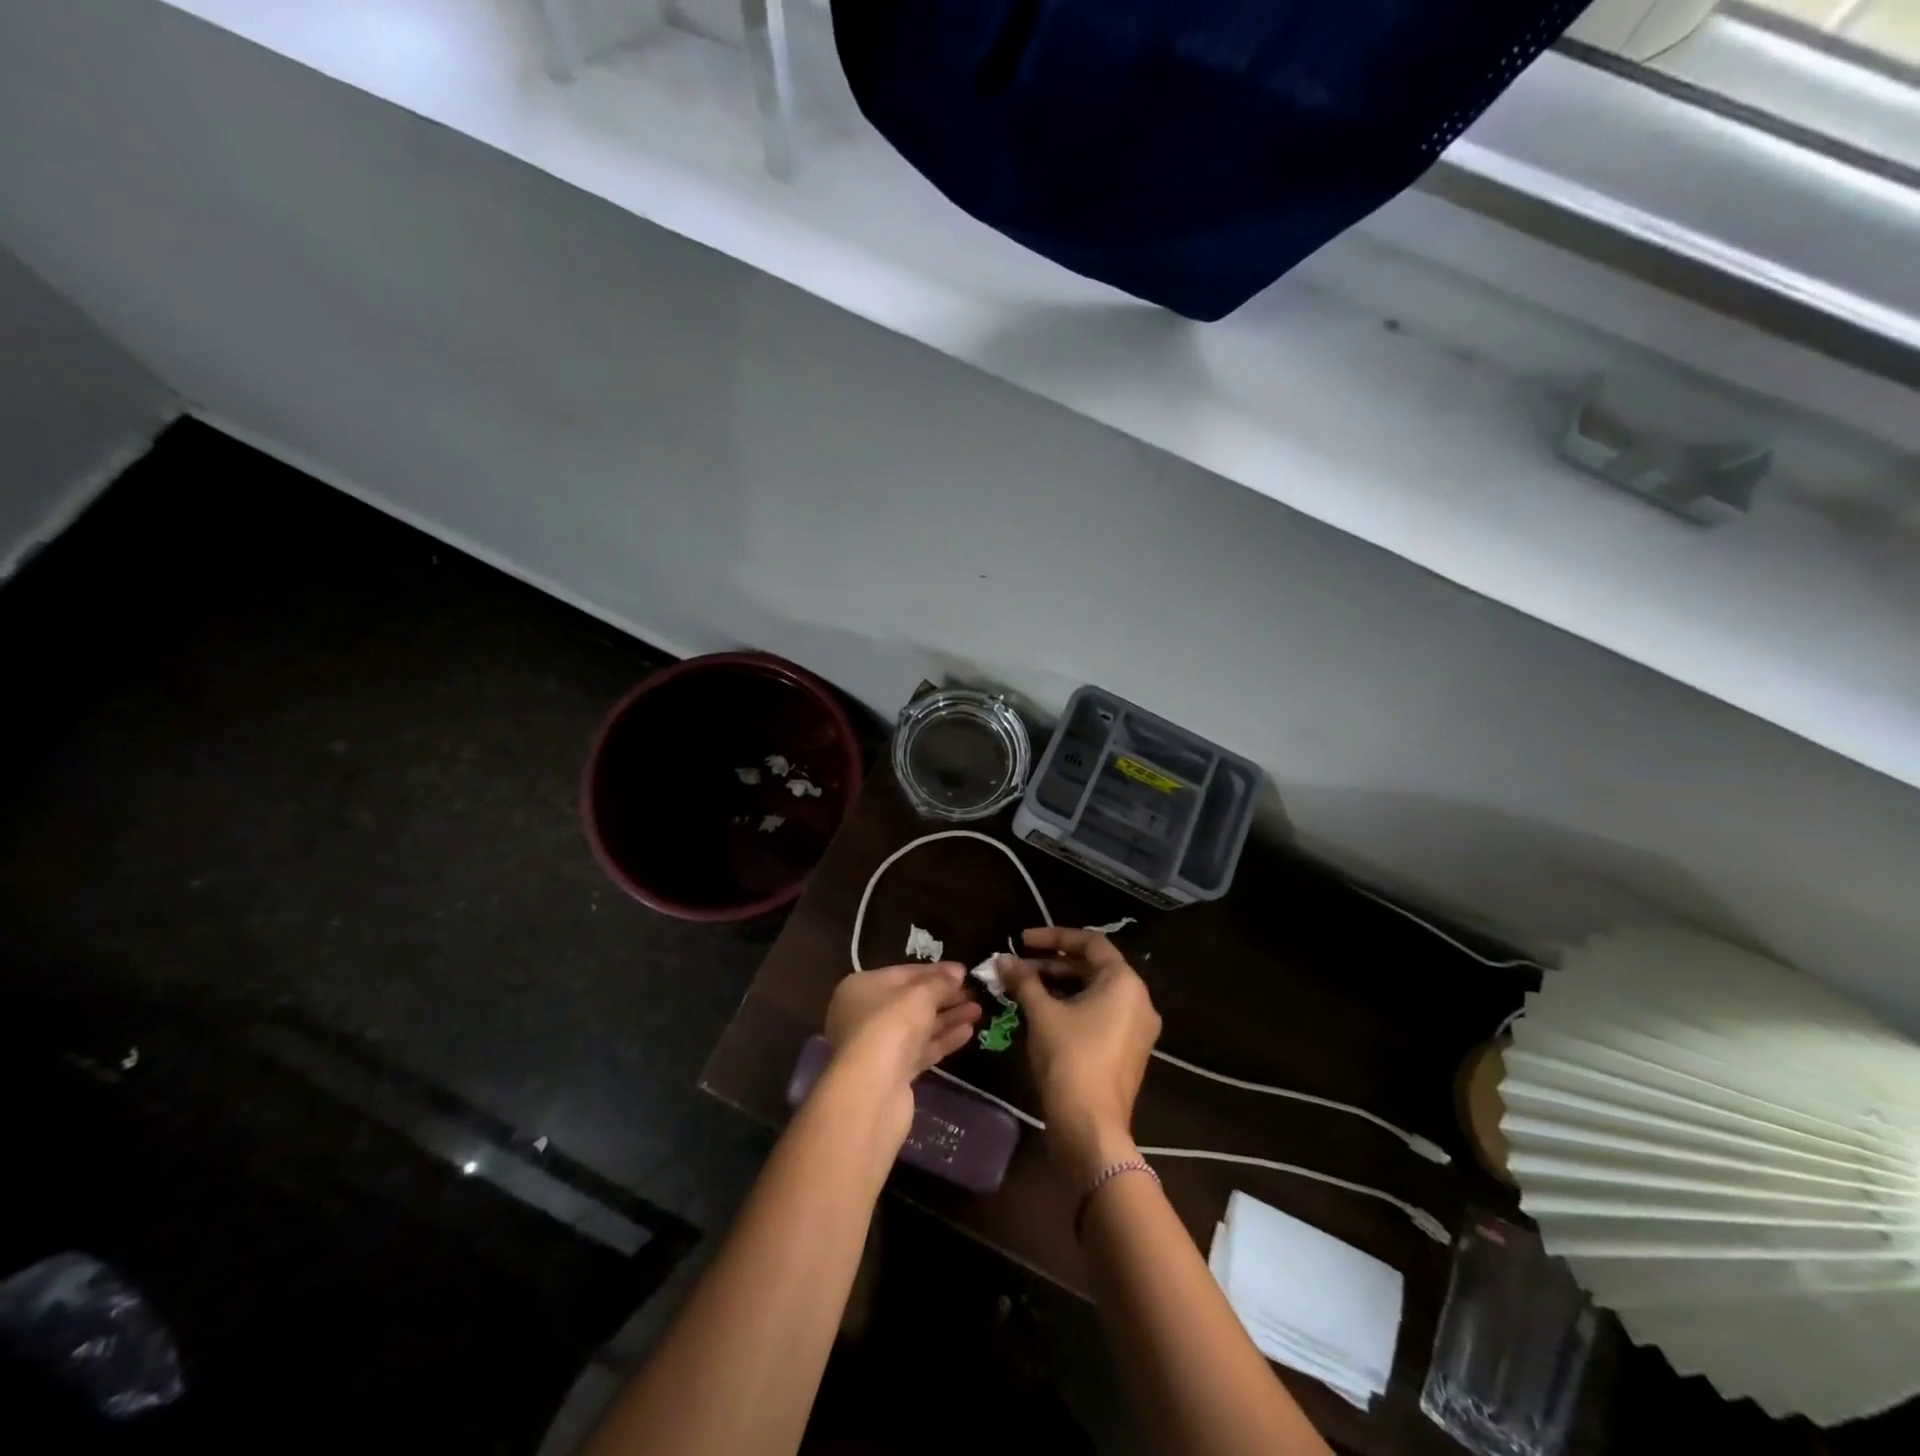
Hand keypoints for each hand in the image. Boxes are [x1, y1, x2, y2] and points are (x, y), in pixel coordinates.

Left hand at [823, 964, 980, 1142]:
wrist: (872, 1091)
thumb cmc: (891, 1026)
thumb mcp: (920, 995)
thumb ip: (940, 982)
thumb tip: (958, 972)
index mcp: (861, 988)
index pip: (903, 973)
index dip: (935, 972)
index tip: (964, 972)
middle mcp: (865, 1015)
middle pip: (910, 1001)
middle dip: (944, 996)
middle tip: (974, 993)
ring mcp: (877, 1046)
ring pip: (918, 1027)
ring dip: (947, 1018)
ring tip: (978, 1011)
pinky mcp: (892, 1073)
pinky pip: (920, 1049)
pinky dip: (942, 1040)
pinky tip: (967, 1032)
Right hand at [999, 928, 1161, 1183]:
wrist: (1091, 1129)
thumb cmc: (1070, 1059)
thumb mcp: (1042, 1013)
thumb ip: (1024, 980)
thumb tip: (1002, 959)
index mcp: (1125, 982)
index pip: (1090, 942)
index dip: (1053, 937)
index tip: (1022, 940)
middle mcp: (1138, 1000)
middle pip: (1092, 967)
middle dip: (1051, 964)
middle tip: (1017, 967)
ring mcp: (1135, 1028)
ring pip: (1094, 993)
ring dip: (1059, 986)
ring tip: (1022, 988)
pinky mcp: (1127, 1051)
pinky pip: (1099, 1015)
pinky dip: (1071, 1007)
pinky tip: (1041, 1013)